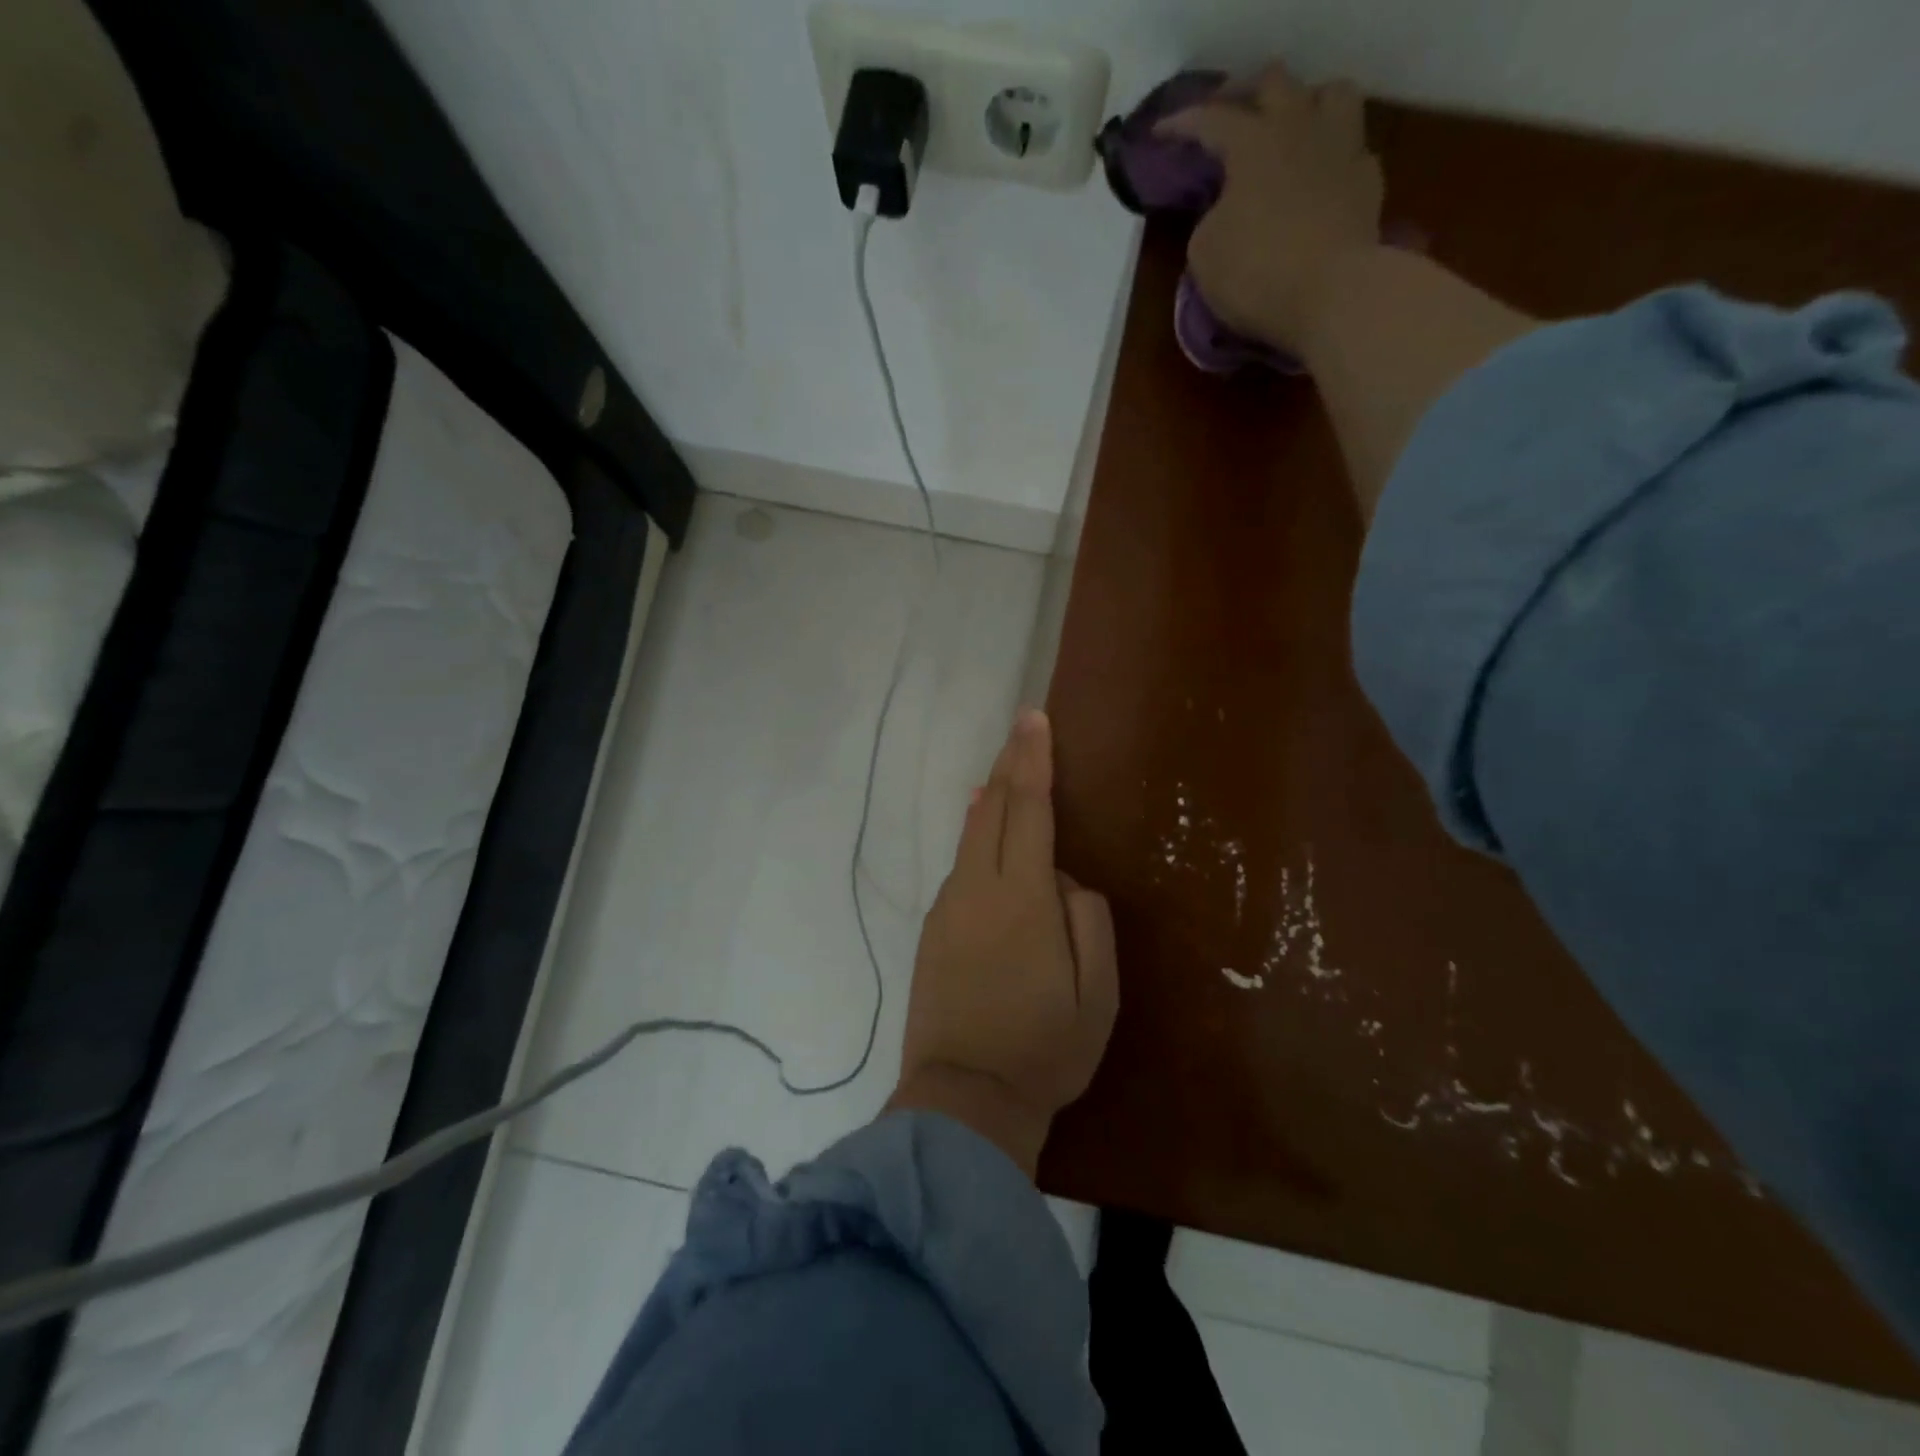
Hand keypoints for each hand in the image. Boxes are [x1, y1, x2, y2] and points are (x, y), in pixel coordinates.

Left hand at [887, 709, 1119, 1176]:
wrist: (962, 1099)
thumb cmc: (1044, 1049)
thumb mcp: (1097, 994)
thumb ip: (1087, 921)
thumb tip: (1063, 882)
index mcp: (1020, 897)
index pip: (1027, 808)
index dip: (1031, 759)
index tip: (1033, 718)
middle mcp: (976, 888)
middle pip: (989, 809)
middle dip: (1008, 765)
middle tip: (1022, 729)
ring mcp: (948, 908)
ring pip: (970, 836)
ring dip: (989, 798)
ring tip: (1003, 773)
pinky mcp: (932, 931)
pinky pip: (960, 867)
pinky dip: (975, 836)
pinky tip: (982, 834)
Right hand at [1161, 63, 1383, 353]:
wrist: (1332, 294)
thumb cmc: (1256, 273)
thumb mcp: (1205, 253)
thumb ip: (1209, 218)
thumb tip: (1225, 210)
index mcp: (1252, 142)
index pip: (1210, 119)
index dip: (1182, 124)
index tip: (1161, 134)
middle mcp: (1299, 127)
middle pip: (1273, 83)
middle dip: (1245, 95)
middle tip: (1227, 117)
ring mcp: (1341, 146)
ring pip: (1329, 94)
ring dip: (1306, 104)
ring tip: (1289, 129)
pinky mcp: (1368, 179)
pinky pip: (1350, 147)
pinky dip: (1330, 155)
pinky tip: (1319, 175)